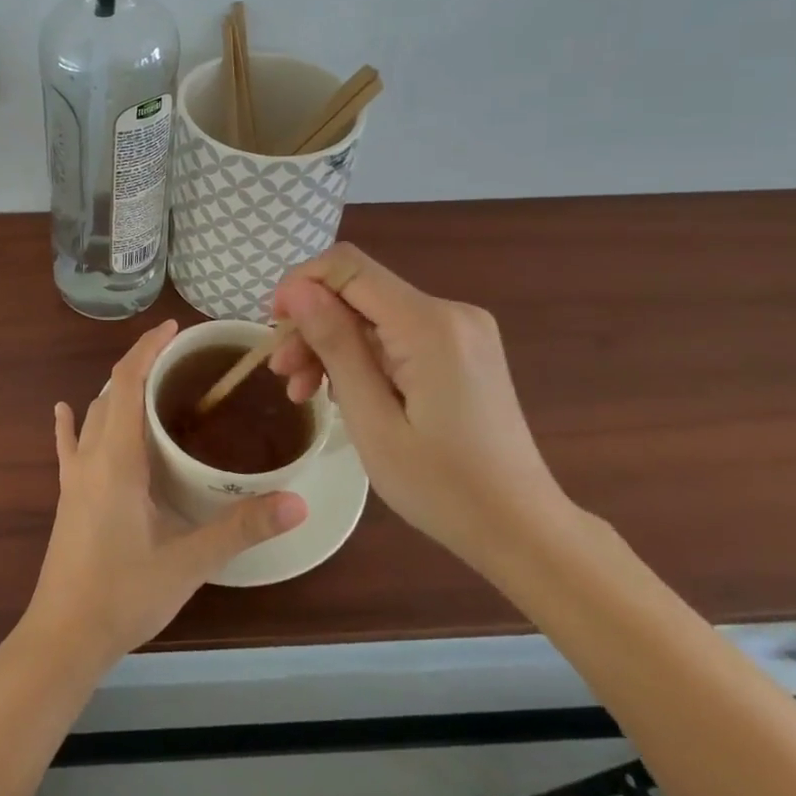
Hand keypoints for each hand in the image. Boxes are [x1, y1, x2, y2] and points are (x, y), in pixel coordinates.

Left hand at [18, 318, 306, 676]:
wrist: (63, 638)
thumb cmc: (124, 595)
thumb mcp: (189, 562)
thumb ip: (241, 529)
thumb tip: (297, 502)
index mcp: (117, 459)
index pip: (127, 383)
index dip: (148, 349)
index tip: (174, 329)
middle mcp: (91, 457)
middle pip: (111, 392)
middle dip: (140, 365)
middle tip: (178, 358)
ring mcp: (73, 477)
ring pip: (93, 415)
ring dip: (117, 391)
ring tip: (150, 382)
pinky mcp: (67, 496)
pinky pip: (69, 446)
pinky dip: (72, 422)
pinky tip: (65, 410)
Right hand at [268, 243, 567, 572]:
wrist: (522, 529)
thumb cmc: (443, 487)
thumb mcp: (373, 421)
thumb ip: (336, 346)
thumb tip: (298, 290)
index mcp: (430, 325)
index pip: (348, 267)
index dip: (301, 284)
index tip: (273, 326)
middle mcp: (449, 312)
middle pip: (358, 292)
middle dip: (312, 324)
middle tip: (281, 375)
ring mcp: (459, 330)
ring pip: (372, 314)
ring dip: (331, 344)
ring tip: (302, 392)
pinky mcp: (460, 348)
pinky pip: (395, 334)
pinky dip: (361, 356)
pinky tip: (339, 392)